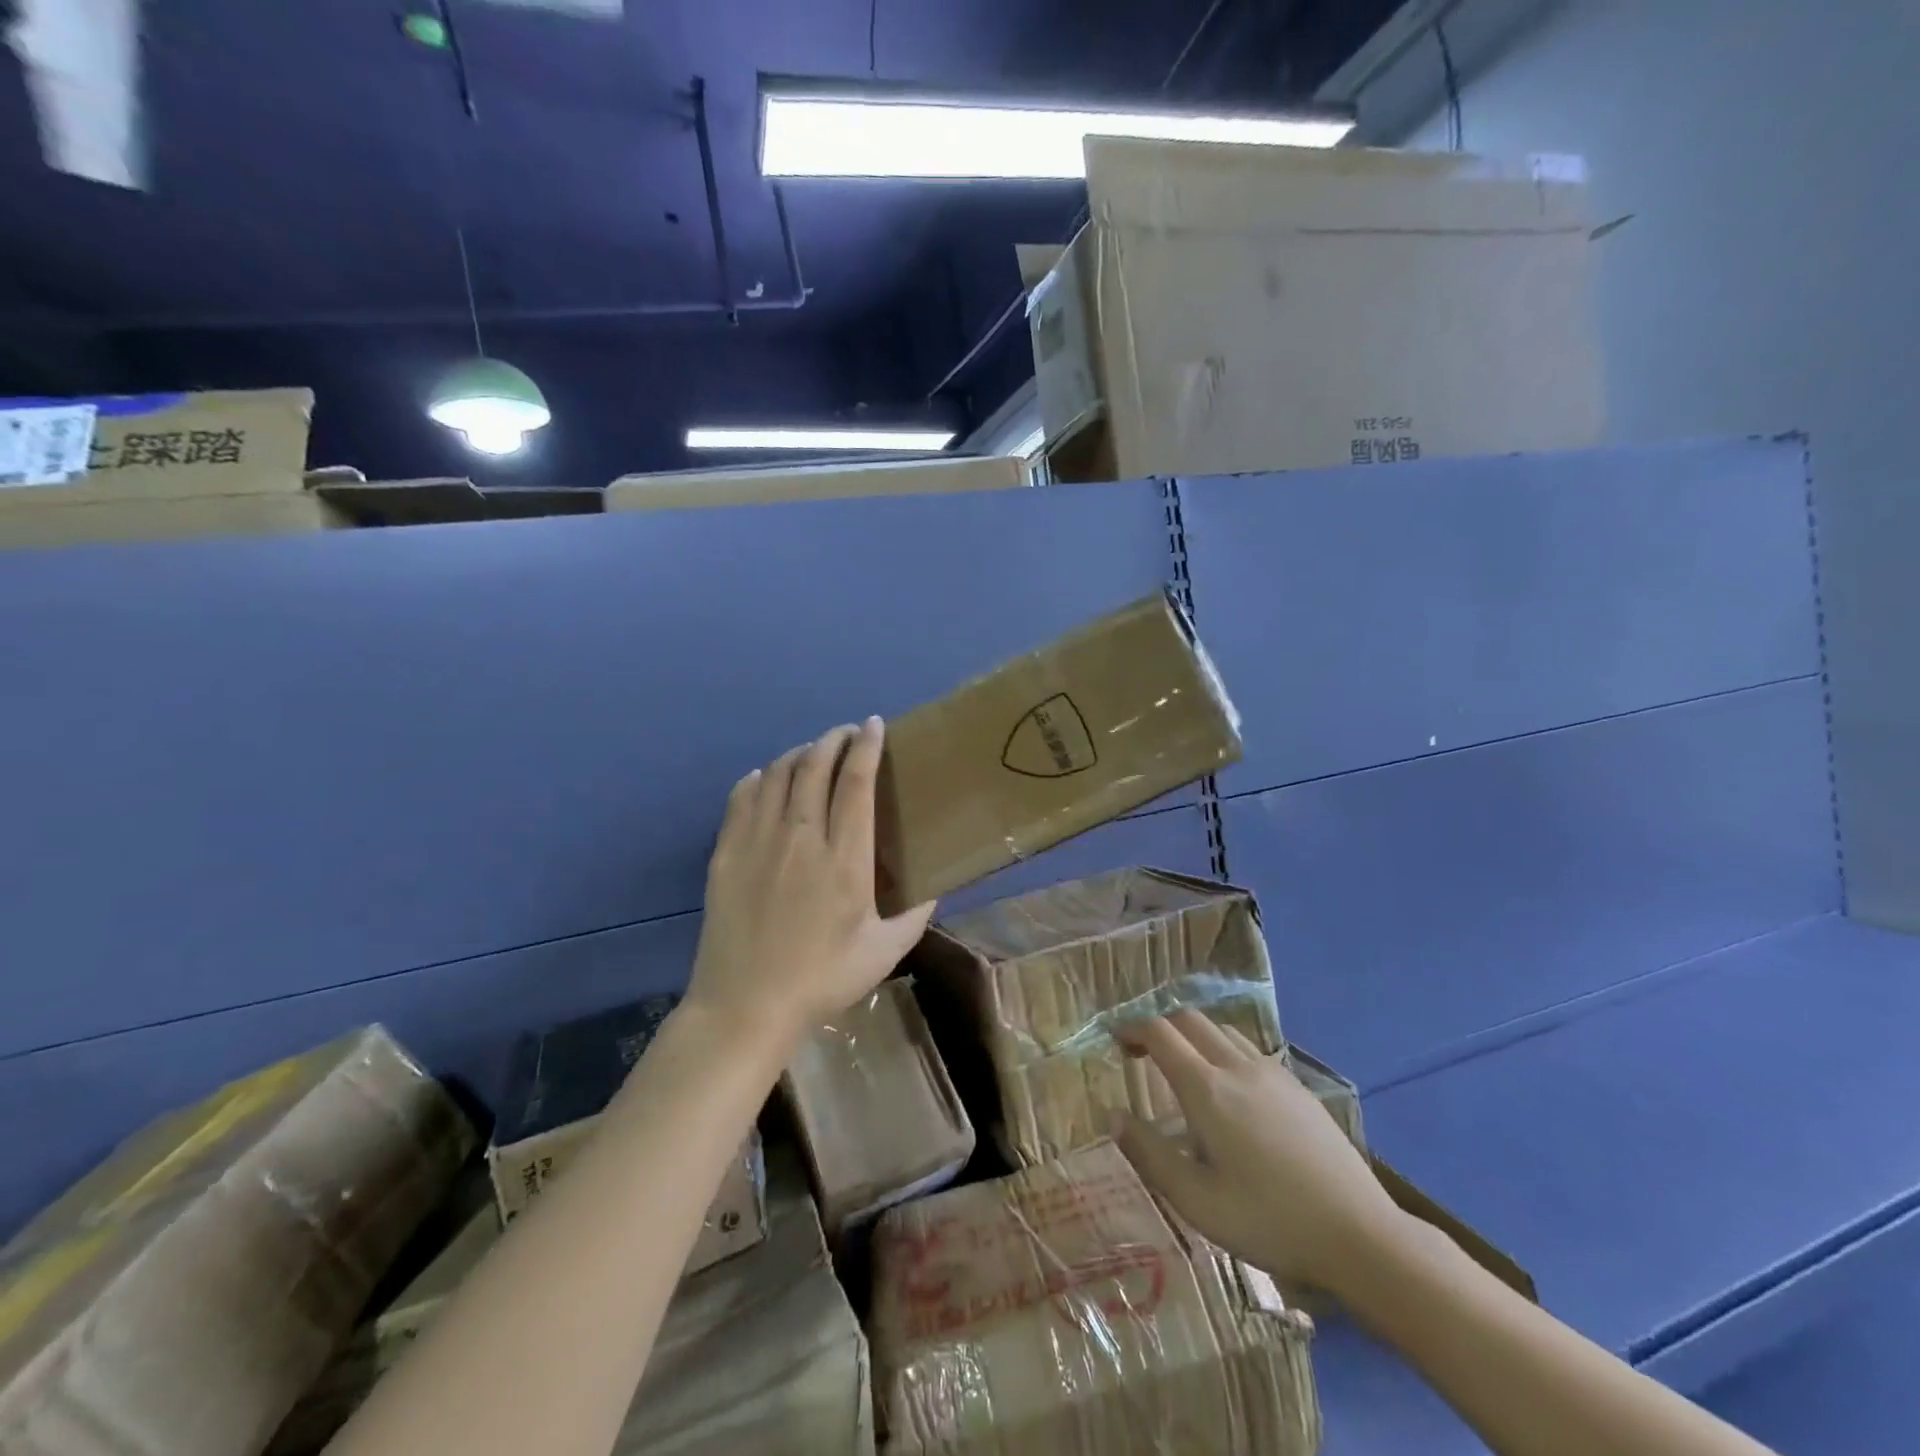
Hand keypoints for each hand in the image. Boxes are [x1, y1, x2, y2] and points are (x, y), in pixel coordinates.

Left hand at [685, 717, 935, 1055]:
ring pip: (778, 774)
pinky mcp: (726, 852)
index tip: (874, 726)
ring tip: (814, 754)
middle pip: (815, 765)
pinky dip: (760, 777)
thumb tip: (934, 888)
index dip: (866, 746)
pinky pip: (742, 796)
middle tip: (848, 734)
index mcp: (844, 859)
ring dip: (800, 753)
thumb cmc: (821, 979)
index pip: (856, 782)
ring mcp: (758, 842)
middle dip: (834, 739)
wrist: (746, 1006)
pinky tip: (768, 780)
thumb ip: (915, 915)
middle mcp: (801, 838)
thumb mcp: (884, 952)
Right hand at [1113, 1011, 1410, 1297]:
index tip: (1116, 1042)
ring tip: (1184, 1069)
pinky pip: (1250, 1049)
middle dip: (1160, 1027)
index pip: (1160, 1033)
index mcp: (1207, 1088)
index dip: (1132, 1029)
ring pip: (1222, 1030)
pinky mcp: (1298, 1087)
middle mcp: (1237, 1066)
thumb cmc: (1269, 1221)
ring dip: (1194, 1036)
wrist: (1361, 1235)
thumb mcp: (1196, 1201)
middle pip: (1190, 1019)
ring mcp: (1272, 1072)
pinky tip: (1231, 1091)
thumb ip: (1149, 1154)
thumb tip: (1113, 1116)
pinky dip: (1224, 1051)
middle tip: (1143, 1054)